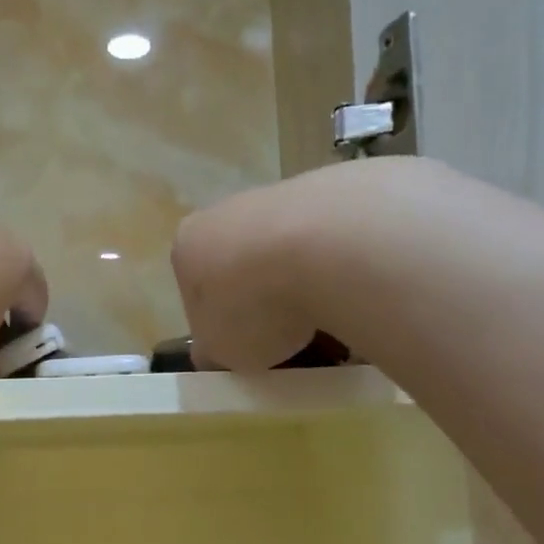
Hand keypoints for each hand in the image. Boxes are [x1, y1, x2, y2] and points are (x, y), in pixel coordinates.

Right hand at [172, 157, 430, 369]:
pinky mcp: (332, 191)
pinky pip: (329, 245)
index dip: (221, 329)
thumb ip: (213, 351)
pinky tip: (354, 299)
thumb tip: (216, 352)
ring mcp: (280, 197)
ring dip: (304, 290)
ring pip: (288, 256)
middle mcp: (227, 213)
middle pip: (244, 271)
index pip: (197, 295)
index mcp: (189, 247)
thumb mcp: (219, 351)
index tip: (247, 352)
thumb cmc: (253, 304)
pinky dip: (338, 272)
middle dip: (265, 307)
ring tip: (330, 328)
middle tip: (289, 344)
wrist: (326, 248)